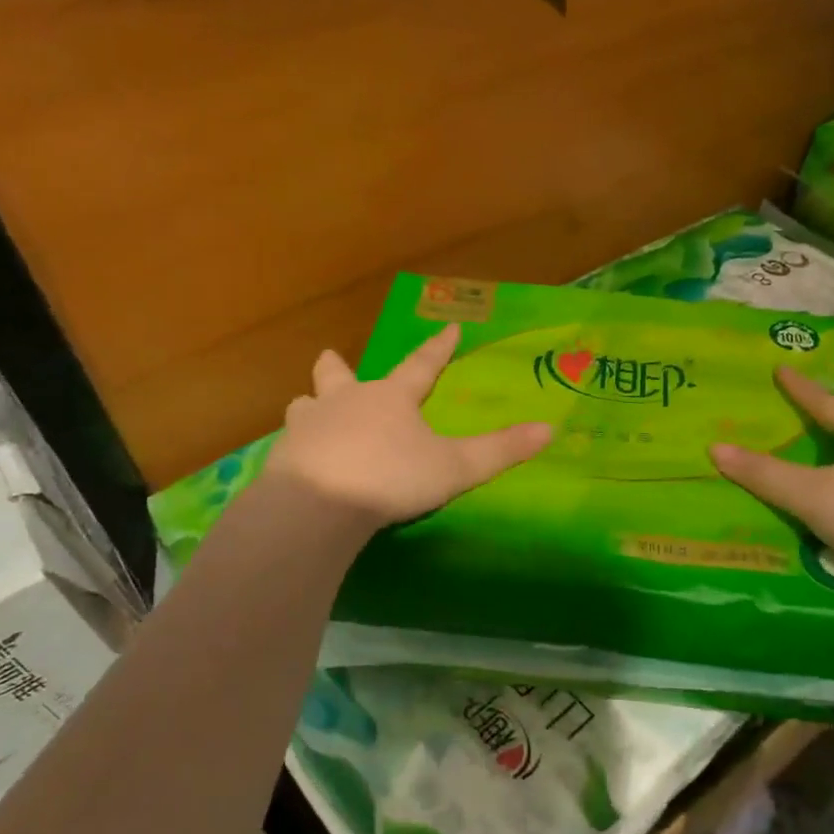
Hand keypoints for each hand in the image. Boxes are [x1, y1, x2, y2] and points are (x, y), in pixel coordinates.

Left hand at [264, 325, 551, 527]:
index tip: (449, 327)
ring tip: (313, 411)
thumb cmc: (392, 477)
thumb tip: (550, 430)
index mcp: (390, 397)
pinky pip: (290, 445)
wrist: (318, 506)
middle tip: (334, 361)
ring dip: (312, 405)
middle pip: (336, 374)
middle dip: (337, 367)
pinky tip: (302, 462)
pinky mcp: (283, 459)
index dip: (438, 348)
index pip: (421, 365)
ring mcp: (308, 428)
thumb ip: (501, 450)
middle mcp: (345, 402)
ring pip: (304, 405)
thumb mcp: (456, 467)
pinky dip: (298, 447)